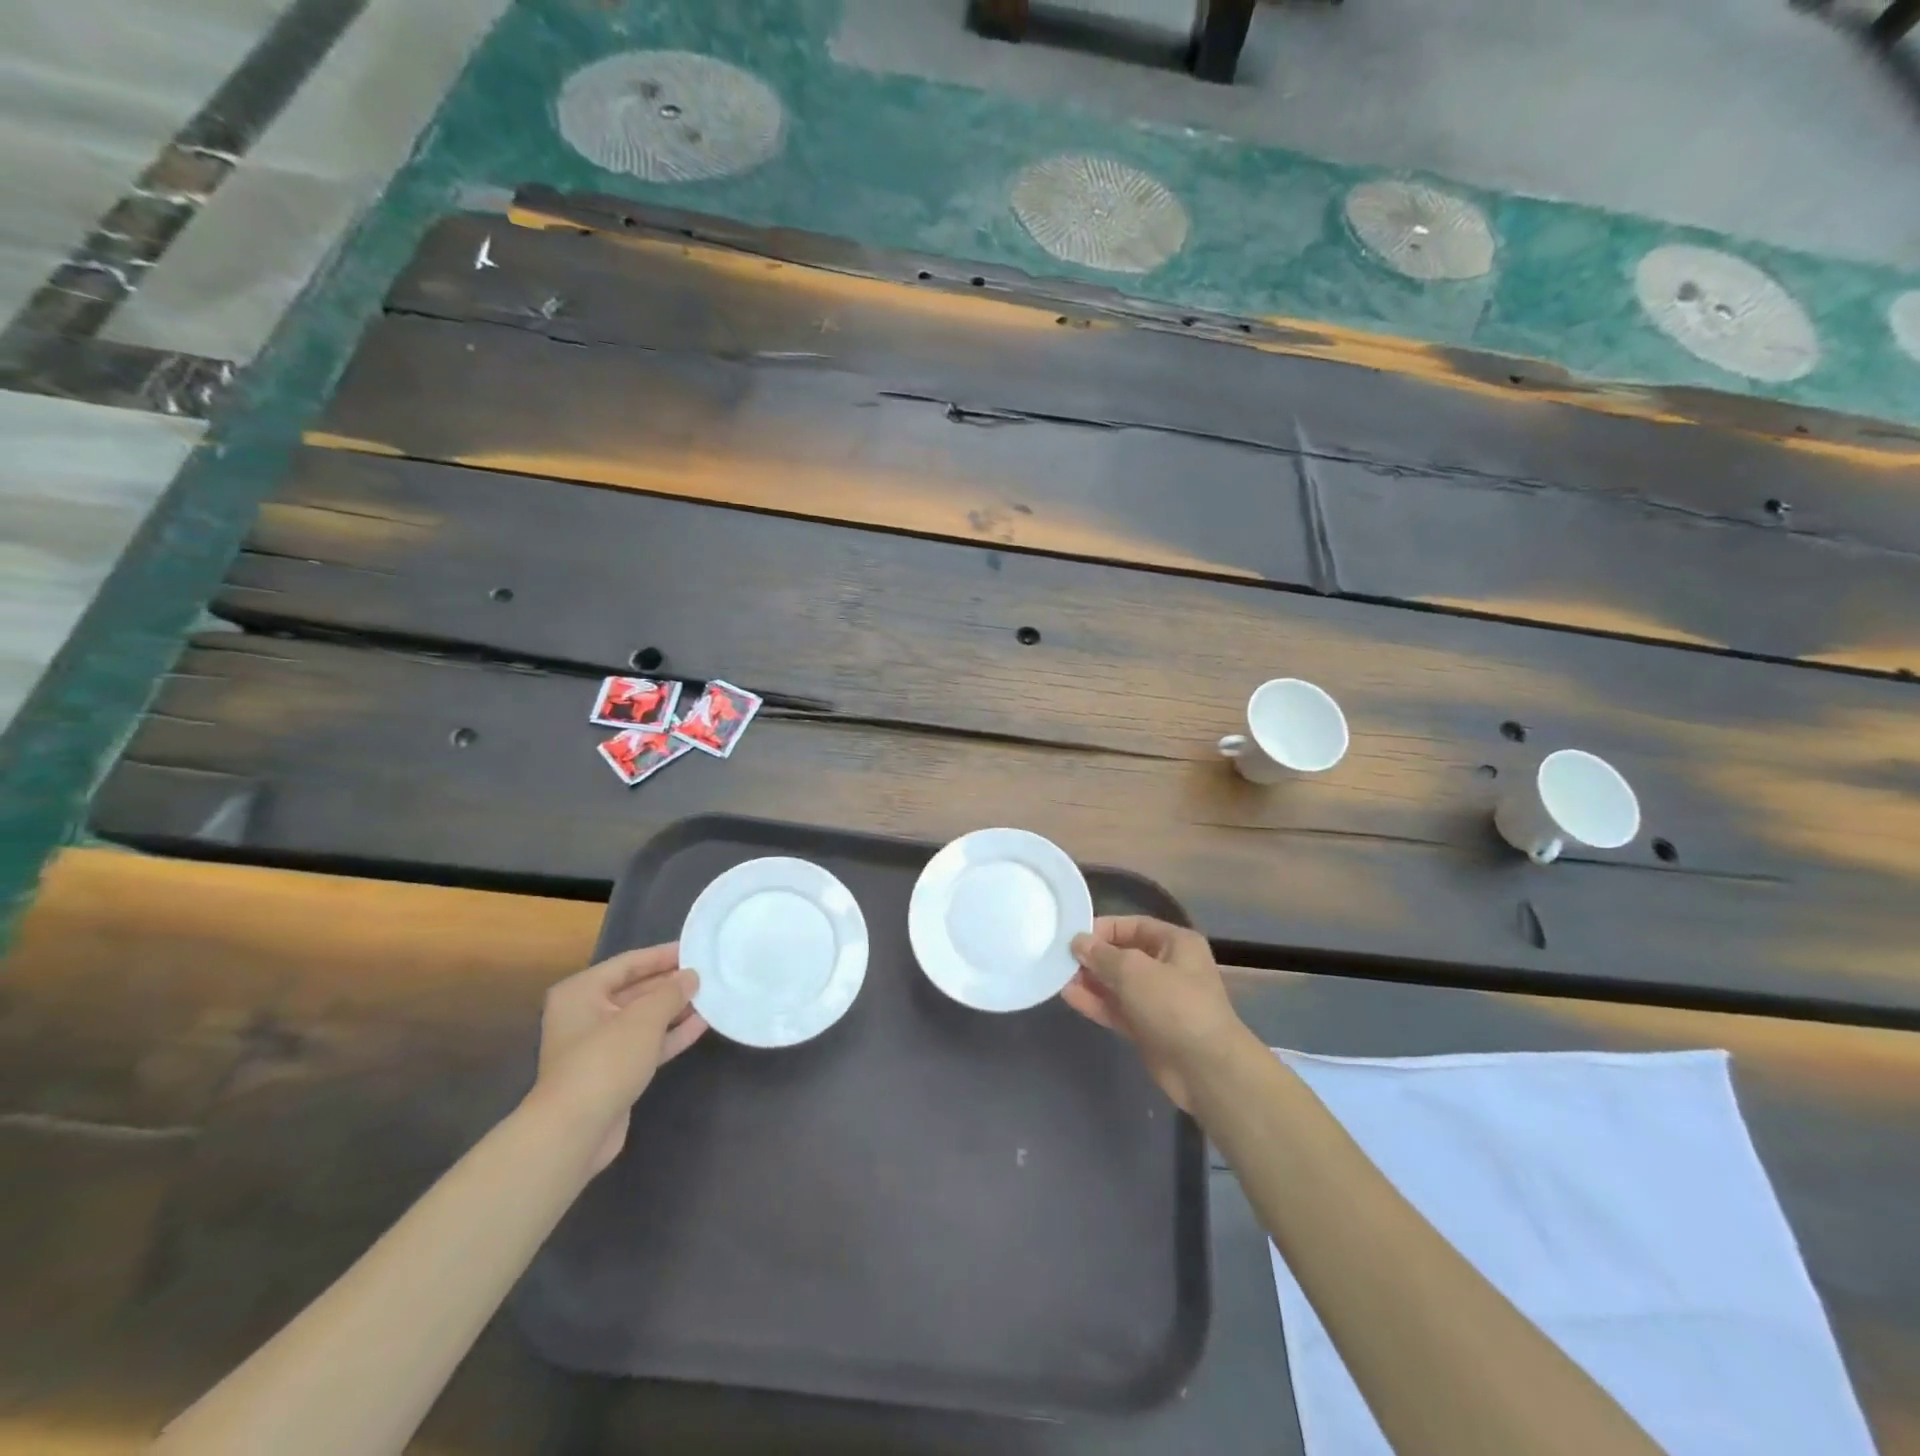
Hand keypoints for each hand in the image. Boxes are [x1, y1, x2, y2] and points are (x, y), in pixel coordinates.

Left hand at [530, 943, 707, 1173]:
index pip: (628, 963)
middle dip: (671, 983)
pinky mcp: (613, 1072)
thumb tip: (691, 976)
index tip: (695, 949)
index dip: (662, 955)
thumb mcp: (644, 1019)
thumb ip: (671, 992)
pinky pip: (646, 1044)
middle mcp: (586, 1014)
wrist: (574, 1132)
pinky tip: (701, 1024)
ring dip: (675, 1009)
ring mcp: (599, 1046)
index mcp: (581, 992)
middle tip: (708, 973)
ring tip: (711, 995)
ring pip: (643, 1019)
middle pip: (636, 990)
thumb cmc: (605, 1061)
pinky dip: (671, 1034)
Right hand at [1063, 916, 1247, 1111]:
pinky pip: (1118, 1008)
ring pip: (1118, 984)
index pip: (1133, 926)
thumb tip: (1078, 941)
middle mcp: (1169, 967)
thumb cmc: (1174, 1006)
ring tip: (1058, 977)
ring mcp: (1158, 1000)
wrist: (1205, 1069)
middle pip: (1124, 955)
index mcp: (1176, 944)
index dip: (1103, 929)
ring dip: (1091, 980)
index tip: (1072, 937)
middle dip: (1093, 957)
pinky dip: (1096, 1002)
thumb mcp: (1134, 971)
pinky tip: (1069, 997)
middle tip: (1060, 958)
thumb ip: (1102, 955)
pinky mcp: (1148, 1028)